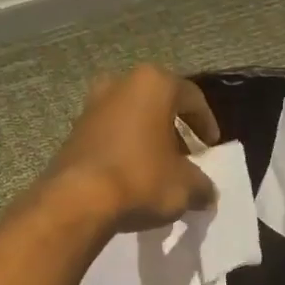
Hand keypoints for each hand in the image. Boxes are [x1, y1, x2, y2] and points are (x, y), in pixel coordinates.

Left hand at [46, 64, 221, 231]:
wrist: (78, 200)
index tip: (211, 146)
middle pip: (157, 104)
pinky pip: (110, 136)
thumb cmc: (142, 179)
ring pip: (131, 119)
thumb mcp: (186, 186)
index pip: (191, 97)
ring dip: (147, 140)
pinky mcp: (73, 132)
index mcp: (153, 84)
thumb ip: (202, 185)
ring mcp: (91, 106)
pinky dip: (125, 150)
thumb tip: (207, 194)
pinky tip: (132, 177)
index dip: (206, 122)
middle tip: (185, 156)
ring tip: (159, 169)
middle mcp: (119, 85)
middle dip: (173, 130)